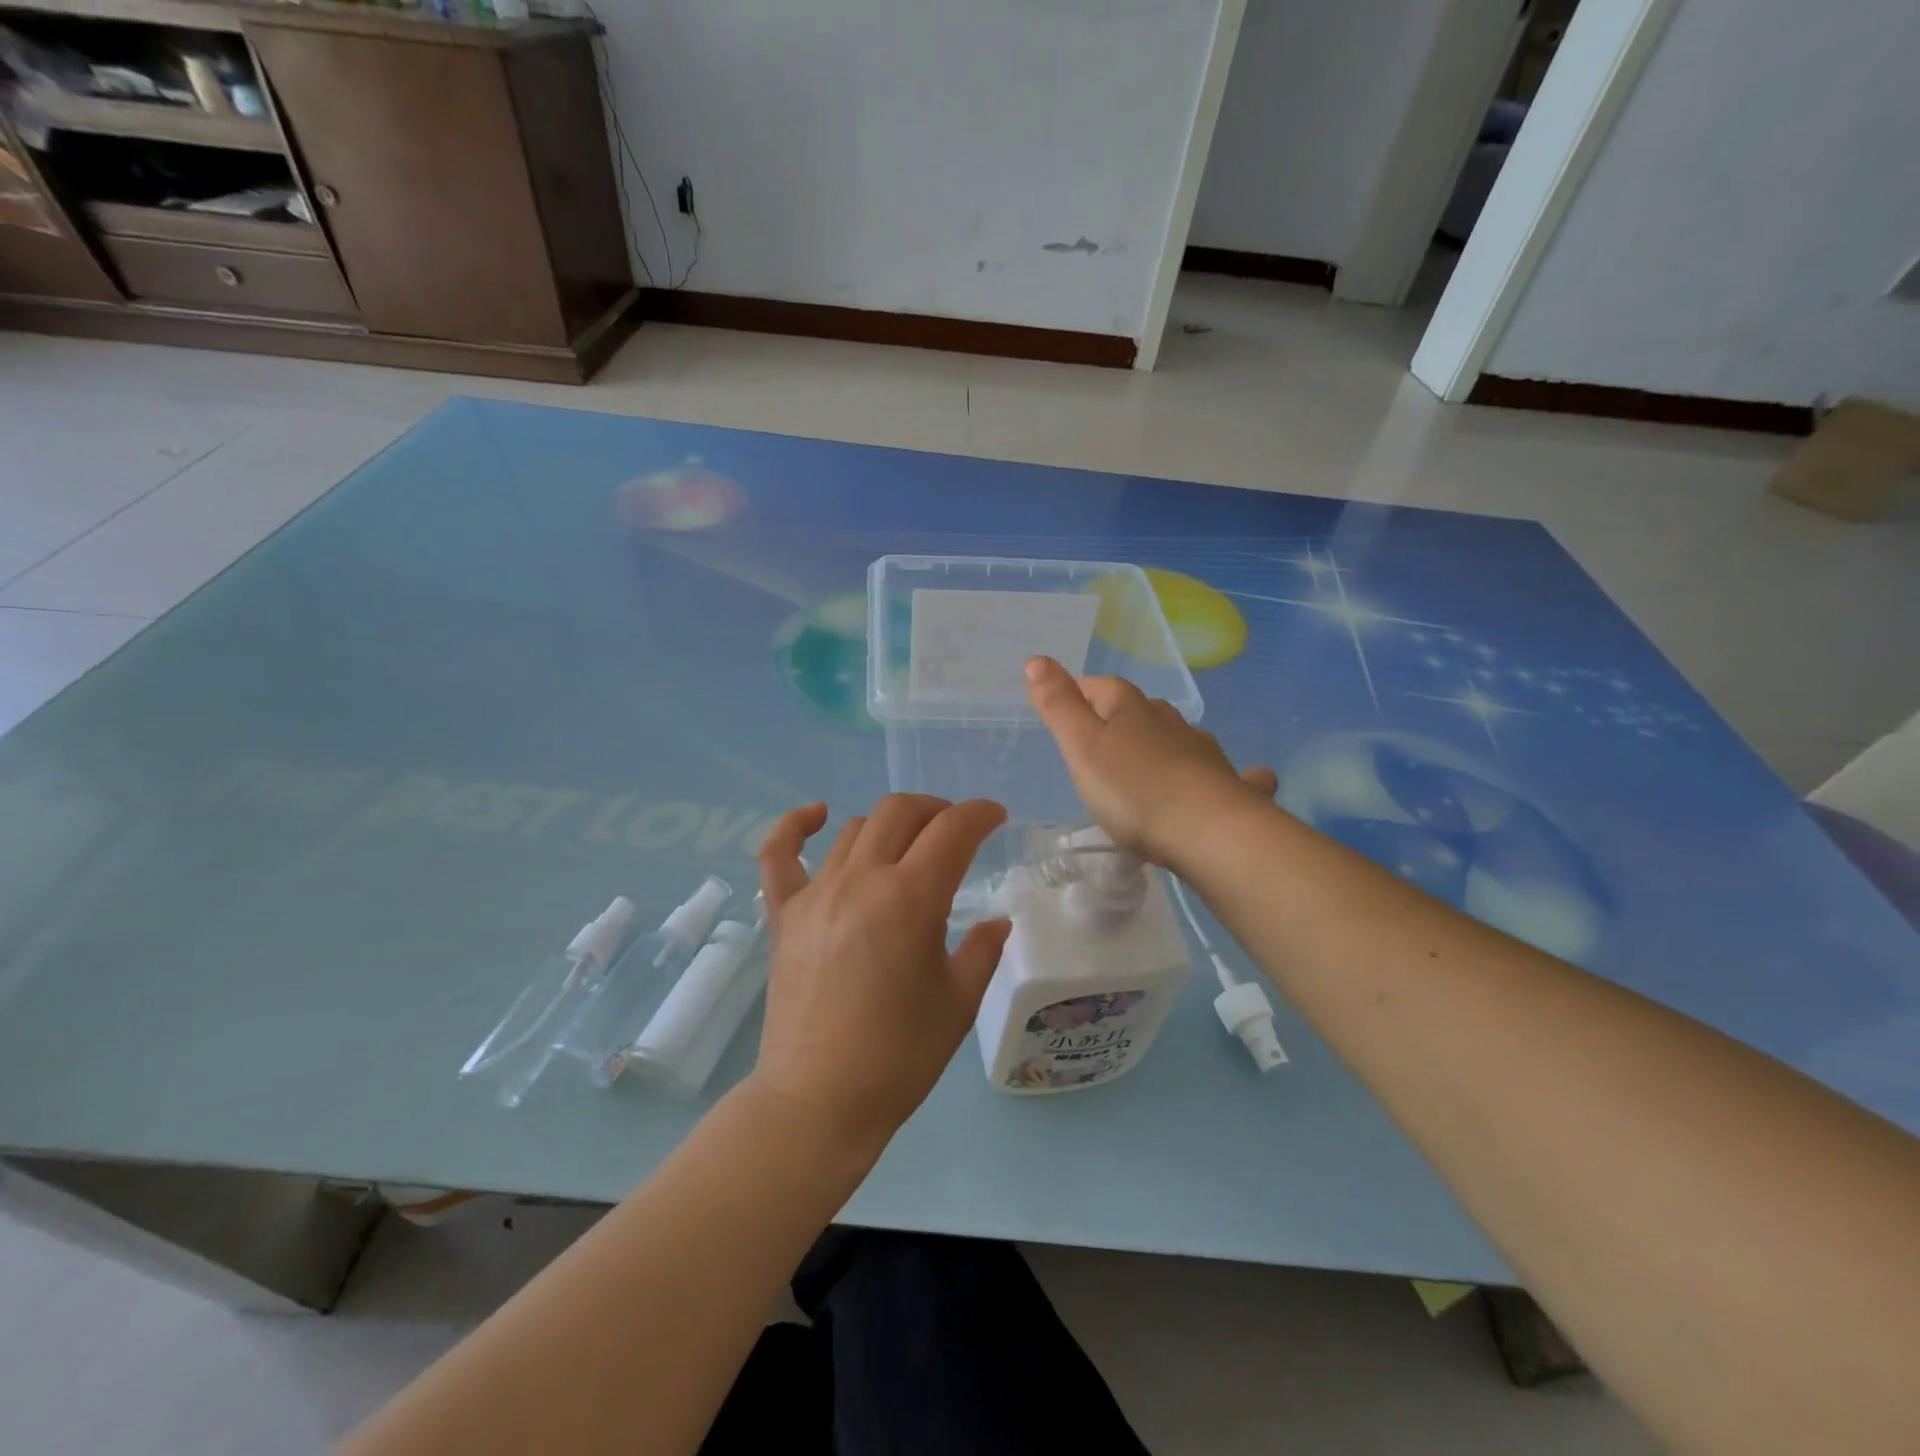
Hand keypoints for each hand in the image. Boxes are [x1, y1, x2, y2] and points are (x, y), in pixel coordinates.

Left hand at [750, 795, 1011, 1153]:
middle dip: (936, 810)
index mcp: (910, 899)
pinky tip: (817, 816)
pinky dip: (795, 826)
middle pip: (900, 813)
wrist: (819, 1102)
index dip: (980, 814)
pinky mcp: (784, 914)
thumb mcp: (958, 1002)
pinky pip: (779, 854)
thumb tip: (996, 922)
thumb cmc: (899, 1056)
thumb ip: (982, 950)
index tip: (996, 818)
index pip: (952, 830)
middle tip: (955, 831)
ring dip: (889, 824)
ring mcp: (816, 893)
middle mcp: (861, 880)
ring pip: (854, 829)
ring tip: (907, 843)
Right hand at [1025, 656, 1277, 867]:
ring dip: (1163, 743)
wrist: (1208, 831)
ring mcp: (1202, 750)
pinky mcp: (1228, 784)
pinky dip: (1222, 773)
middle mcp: (1169, 720)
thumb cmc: (1132, 790)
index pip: (1099, 686)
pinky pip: (1226, 772)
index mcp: (1129, 708)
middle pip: (1139, 710)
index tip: (1062, 714)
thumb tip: (1037, 659)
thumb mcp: (1081, 747)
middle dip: (1118, 721)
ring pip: (1178, 736)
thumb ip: (1058, 705)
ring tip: (1146, 767)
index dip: (1078, 695)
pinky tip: (1241, 778)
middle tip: (1097, 749)